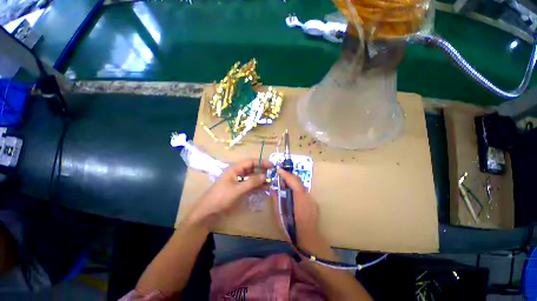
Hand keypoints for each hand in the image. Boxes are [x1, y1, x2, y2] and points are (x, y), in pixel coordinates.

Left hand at [187, 158, 271, 227]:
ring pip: (252, 177)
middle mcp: (237, 173)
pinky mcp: (239, 189)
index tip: (272, 165)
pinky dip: (257, 186)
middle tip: (273, 174)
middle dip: (262, 170)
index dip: (261, 162)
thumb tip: (265, 175)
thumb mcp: (237, 189)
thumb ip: (251, 182)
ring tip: (271, 181)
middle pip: (252, 169)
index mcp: (234, 169)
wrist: (208, 212)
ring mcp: (238, 181)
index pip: (250, 162)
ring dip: (260, 179)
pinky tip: (264, 188)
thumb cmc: (221, 198)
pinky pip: (250, 185)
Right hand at [272, 169, 324, 252]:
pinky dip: (297, 192)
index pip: (294, 181)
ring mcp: (312, 201)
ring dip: (292, 185)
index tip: (278, 170)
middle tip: (280, 178)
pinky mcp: (314, 204)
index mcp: (300, 199)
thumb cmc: (292, 230)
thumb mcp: (279, 216)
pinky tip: (292, 198)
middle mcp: (308, 197)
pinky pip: (304, 194)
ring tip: (284, 188)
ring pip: (301, 188)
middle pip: (298, 182)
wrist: (310, 242)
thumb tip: (273, 190)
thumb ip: (276, 201)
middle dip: (289, 177)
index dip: (286, 174)